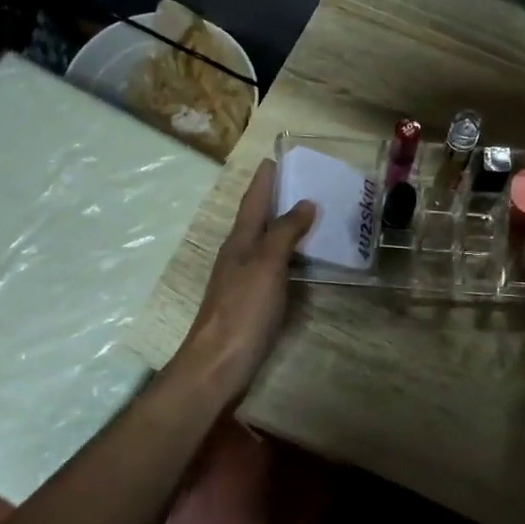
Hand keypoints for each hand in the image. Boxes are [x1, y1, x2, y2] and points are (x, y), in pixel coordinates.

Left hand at [177, 160, 314, 399]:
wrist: (218, 365)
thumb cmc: (242, 311)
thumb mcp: (266, 266)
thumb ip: (284, 233)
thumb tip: (305, 202)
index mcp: (239, 242)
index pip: (253, 202)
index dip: (263, 180)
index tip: (273, 158)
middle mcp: (237, 256)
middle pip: (256, 220)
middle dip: (273, 199)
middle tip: (299, 182)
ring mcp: (241, 281)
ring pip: (263, 243)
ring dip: (281, 226)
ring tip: (307, 215)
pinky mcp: (250, 303)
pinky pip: (271, 267)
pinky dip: (286, 255)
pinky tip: (299, 261)